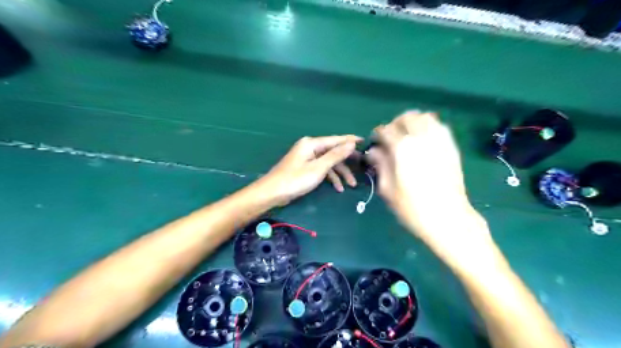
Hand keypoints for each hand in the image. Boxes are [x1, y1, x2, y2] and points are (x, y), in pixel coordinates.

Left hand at [260, 135, 361, 204]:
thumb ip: (335, 155)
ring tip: (351, 185)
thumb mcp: (319, 168)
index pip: (336, 139)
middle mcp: (310, 147)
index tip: (365, 141)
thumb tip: (351, 143)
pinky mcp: (305, 167)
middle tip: (361, 168)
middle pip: (333, 151)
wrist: (273, 192)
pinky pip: (321, 168)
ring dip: (340, 173)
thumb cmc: (296, 179)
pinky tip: (338, 188)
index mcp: (312, 143)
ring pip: (328, 162)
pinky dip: (330, 177)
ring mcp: (307, 158)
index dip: (350, 140)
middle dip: (347, 162)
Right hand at [365, 110, 486, 248]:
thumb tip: (373, 151)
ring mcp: (440, 141)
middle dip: (395, 124)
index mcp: (402, 148)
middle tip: (391, 137)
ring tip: (407, 135)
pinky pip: (440, 127)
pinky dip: (429, 127)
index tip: (375, 143)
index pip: (386, 130)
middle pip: (407, 117)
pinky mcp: (452, 147)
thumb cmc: (412, 207)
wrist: (448, 218)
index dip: (377, 135)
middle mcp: (422, 138)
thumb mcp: (387, 188)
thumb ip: (380, 164)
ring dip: (413, 122)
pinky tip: (423, 141)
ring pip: (426, 117)